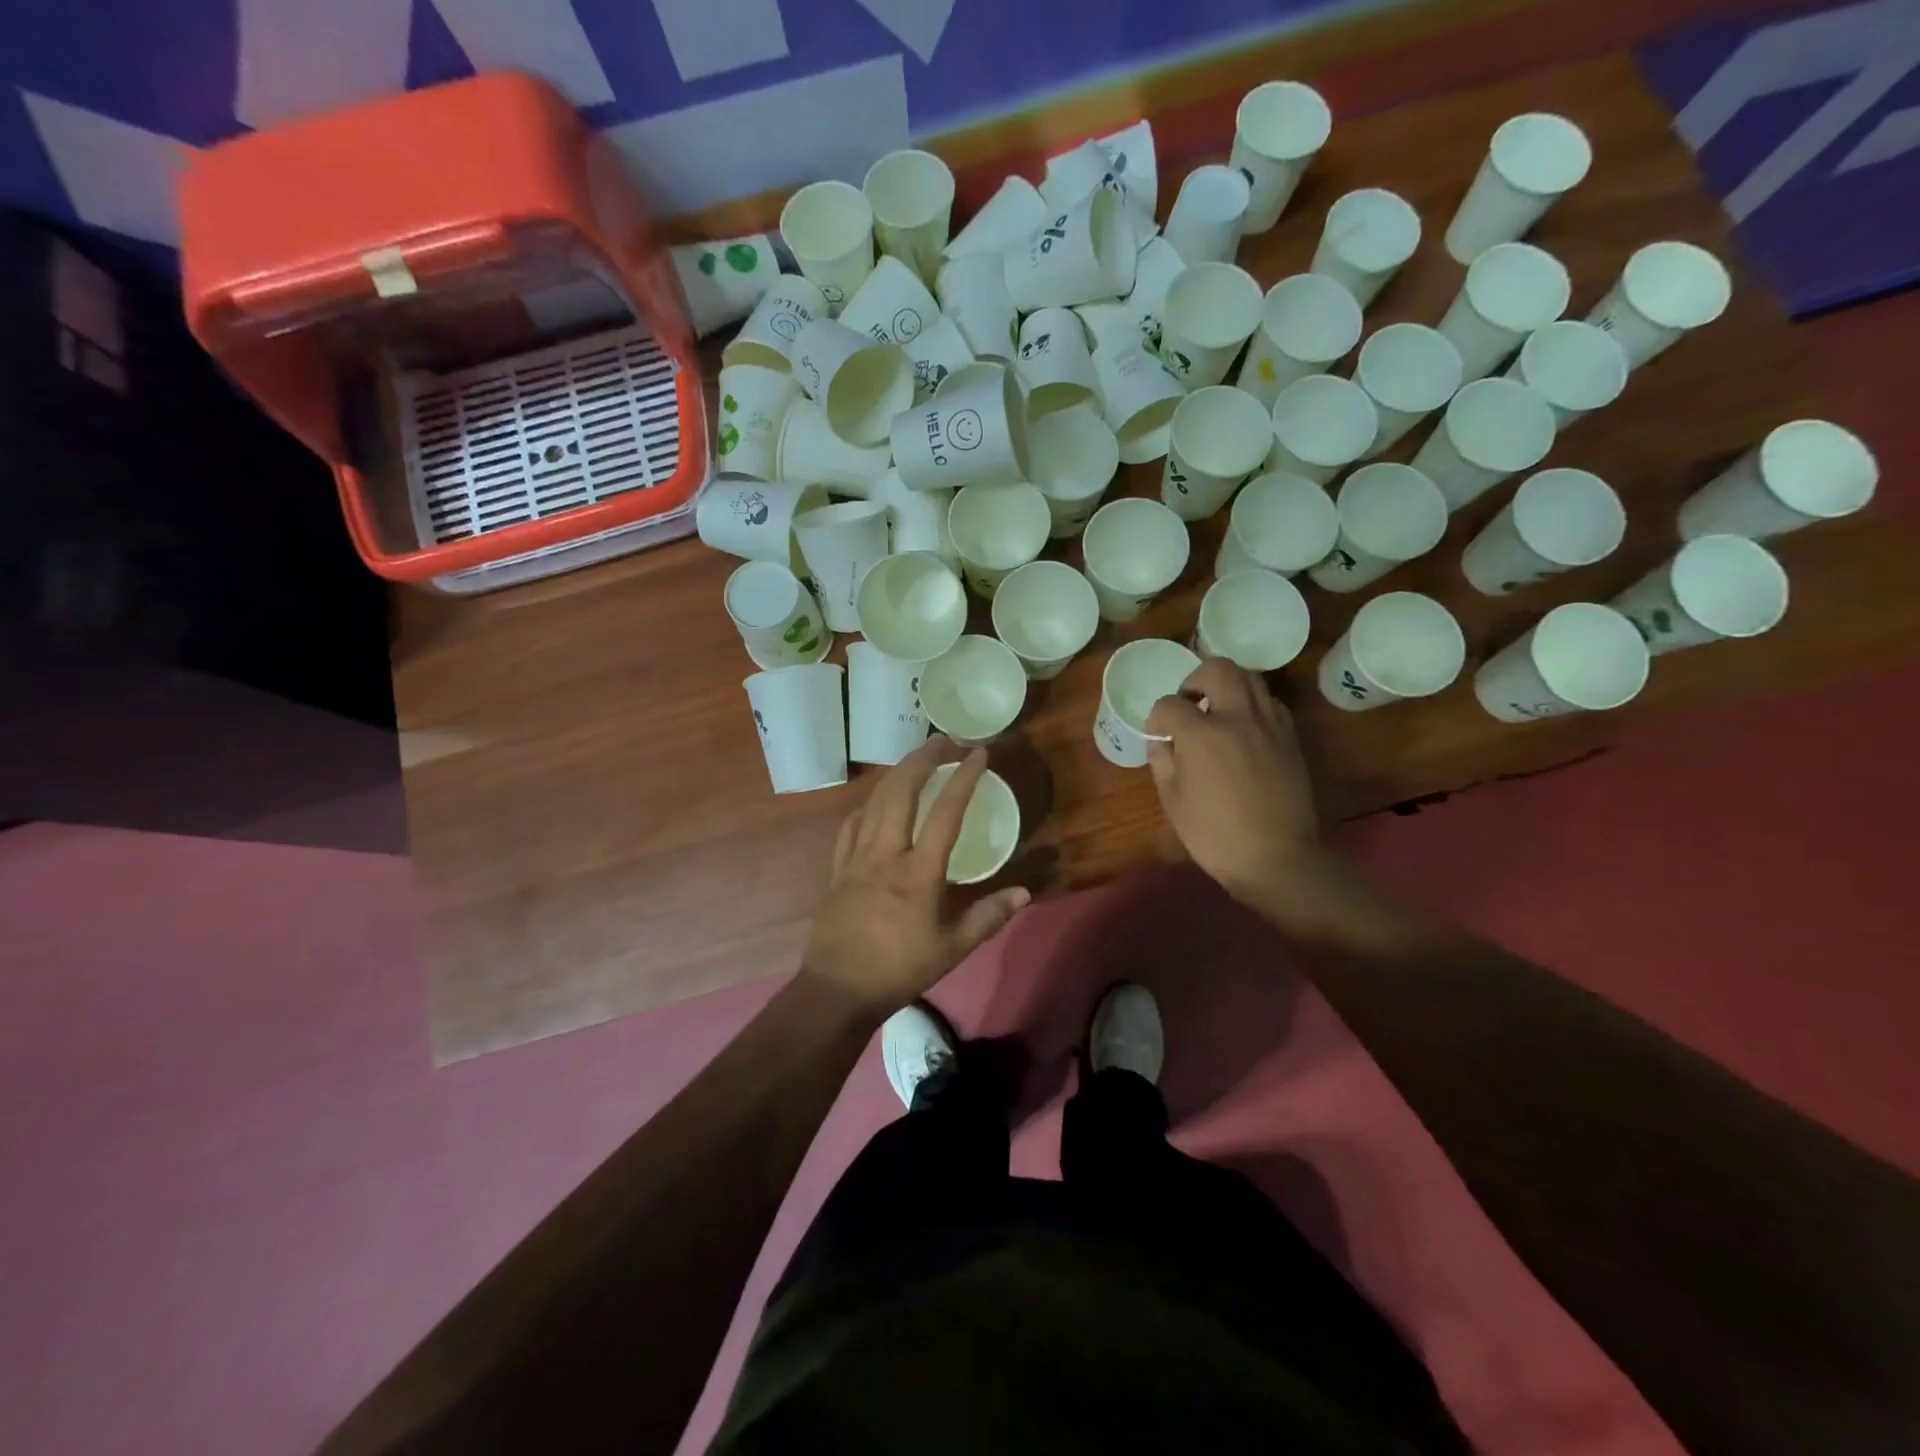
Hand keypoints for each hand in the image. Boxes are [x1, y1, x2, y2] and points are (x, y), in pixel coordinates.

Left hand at [802, 738, 1029, 1017]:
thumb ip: (988, 917)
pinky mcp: (837, 868)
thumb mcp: (952, 950)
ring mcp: (856, 858)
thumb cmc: (898, 970)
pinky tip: (875, 802)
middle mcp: (885, 854)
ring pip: (874, 801)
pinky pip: (851, 824)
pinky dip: (868, 804)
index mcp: (918, 872)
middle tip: (943, 741)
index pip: (946, 813)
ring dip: (896, 774)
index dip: (964, 778)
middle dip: (923, 759)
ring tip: (914, 760)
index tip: (978, 753)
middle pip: (902, 791)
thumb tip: (1024, 892)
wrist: (837, 990)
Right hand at [1144, 658, 1322, 908]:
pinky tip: (1243, 729)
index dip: (1158, 717)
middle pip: (1217, 669)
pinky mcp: (1289, 736)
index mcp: (1201, 734)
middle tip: (1189, 702)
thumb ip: (1163, 762)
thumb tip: (1161, 742)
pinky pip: (1269, 702)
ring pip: (1249, 678)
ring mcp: (1268, 724)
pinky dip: (1252, 704)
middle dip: (1195, 679)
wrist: (1276, 857)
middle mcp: (1237, 717)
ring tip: (1217, 711)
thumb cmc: (1214, 835)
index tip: (1158, 734)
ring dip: (1227, 686)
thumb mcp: (1173, 802)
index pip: (1170, 704)